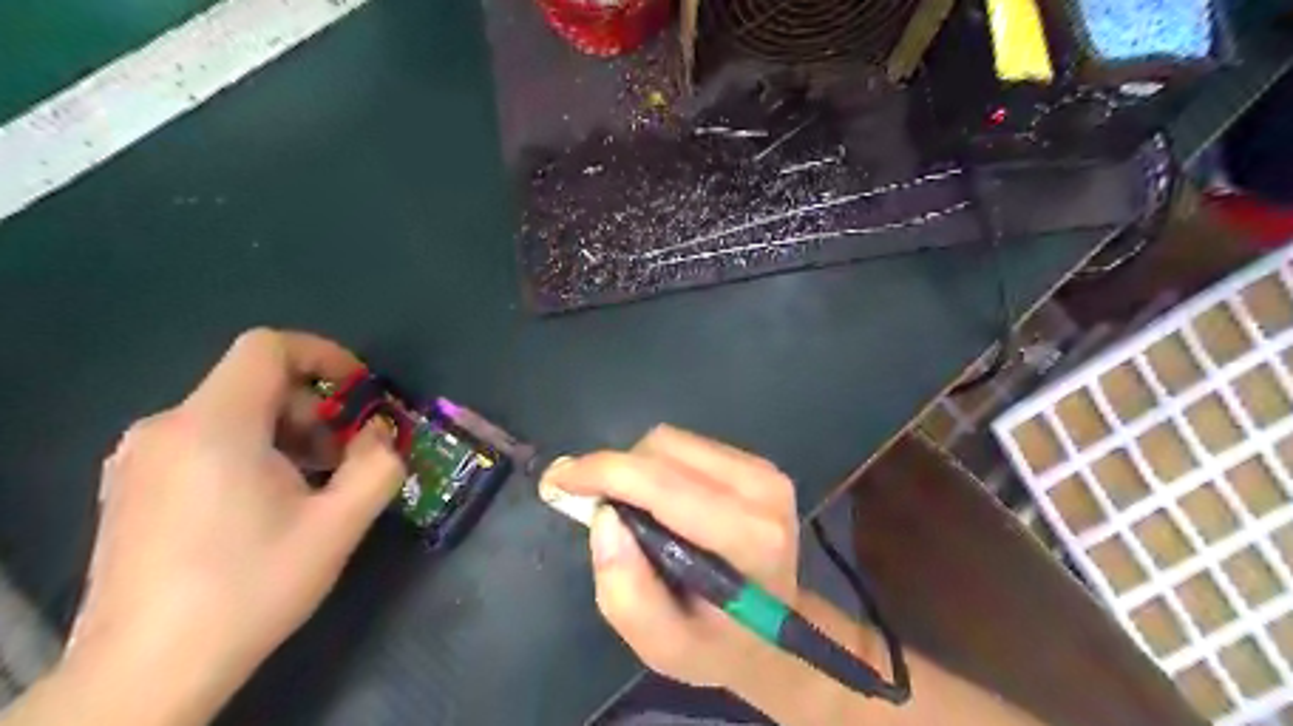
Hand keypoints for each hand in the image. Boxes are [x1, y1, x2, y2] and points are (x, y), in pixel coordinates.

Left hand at [62, 331, 401, 723]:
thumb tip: (380, 435)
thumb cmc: (250, 587)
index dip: (324, 355)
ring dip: (286, 434)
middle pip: (254, 384)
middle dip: (314, 409)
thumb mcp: (338, 525)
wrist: (145, 673)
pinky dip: (250, 452)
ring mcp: (138, 459)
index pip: (267, 347)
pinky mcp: (129, 488)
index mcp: (214, 425)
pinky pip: (203, 442)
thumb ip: (378, 465)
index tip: (360, 393)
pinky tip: (267, 504)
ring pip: (230, 414)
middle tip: (346, 456)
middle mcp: (165, 428)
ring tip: (312, 485)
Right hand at [535, 426, 800, 692]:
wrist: (773, 635)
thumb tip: (604, 517)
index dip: (604, 472)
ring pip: (673, 441)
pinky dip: (657, 466)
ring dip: (636, 468)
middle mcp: (762, 491)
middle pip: (664, 451)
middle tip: (593, 506)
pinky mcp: (756, 463)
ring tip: (630, 511)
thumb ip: (626, 590)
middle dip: (616, 472)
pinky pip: (686, 446)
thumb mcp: (661, 646)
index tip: (557, 479)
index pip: (664, 484)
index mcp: (748, 538)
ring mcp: (764, 471)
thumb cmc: (715, 644)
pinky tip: (658, 502)